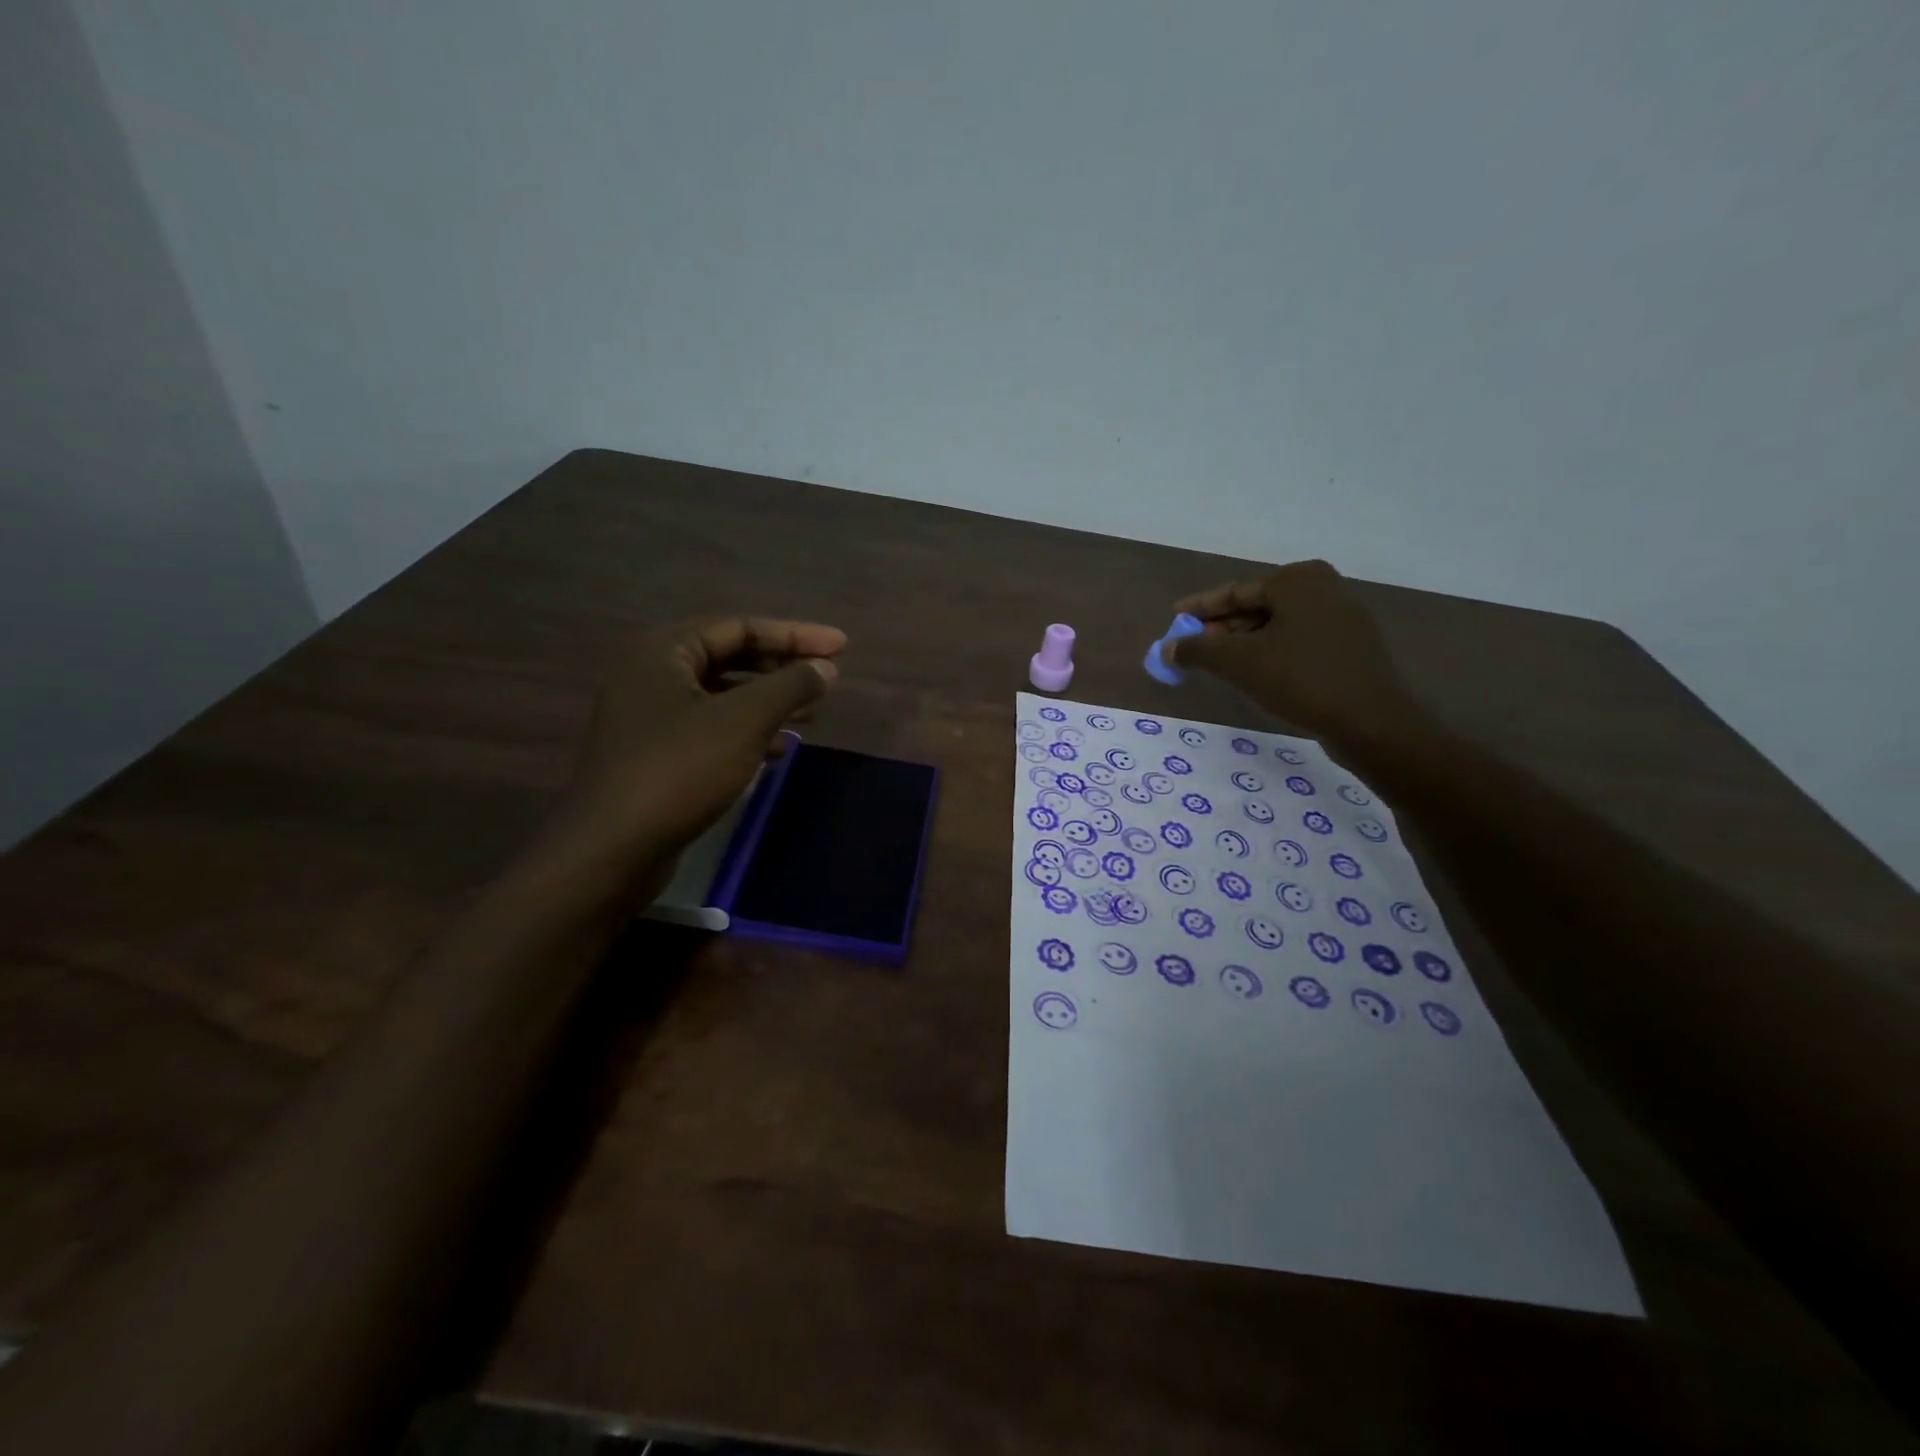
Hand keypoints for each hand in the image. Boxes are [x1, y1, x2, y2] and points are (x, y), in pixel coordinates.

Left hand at [549, 616, 845, 876]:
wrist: (613, 848)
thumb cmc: (680, 769)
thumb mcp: (745, 720)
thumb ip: (791, 685)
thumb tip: (826, 667)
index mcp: (663, 650)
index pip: (741, 627)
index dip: (796, 635)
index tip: (842, 646)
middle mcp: (651, 673)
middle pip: (730, 657)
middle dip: (782, 667)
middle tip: (827, 678)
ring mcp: (649, 715)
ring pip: (722, 695)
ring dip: (769, 701)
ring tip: (812, 713)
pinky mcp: (655, 753)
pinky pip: (711, 726)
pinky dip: (748, 731)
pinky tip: (779, 749)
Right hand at [1166, 561, 1422, 750]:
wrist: (1371, 721)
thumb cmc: (1300, 678)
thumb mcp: (1238, 662)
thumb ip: (1196, 650)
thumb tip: (1165, 649)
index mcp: (1298, 581)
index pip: (1235, 592)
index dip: (1200, 608)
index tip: (1175, 617)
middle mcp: (1324, 589)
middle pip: (1257, 607)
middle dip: (1222, 628)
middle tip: (1192, 647)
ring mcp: (1343, 618)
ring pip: (1278, 627)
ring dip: (1245, 644)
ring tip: (1218, 665)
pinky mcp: (1352, 648)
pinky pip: (1298, 643)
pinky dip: (1271, 654)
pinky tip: (1256, 675)